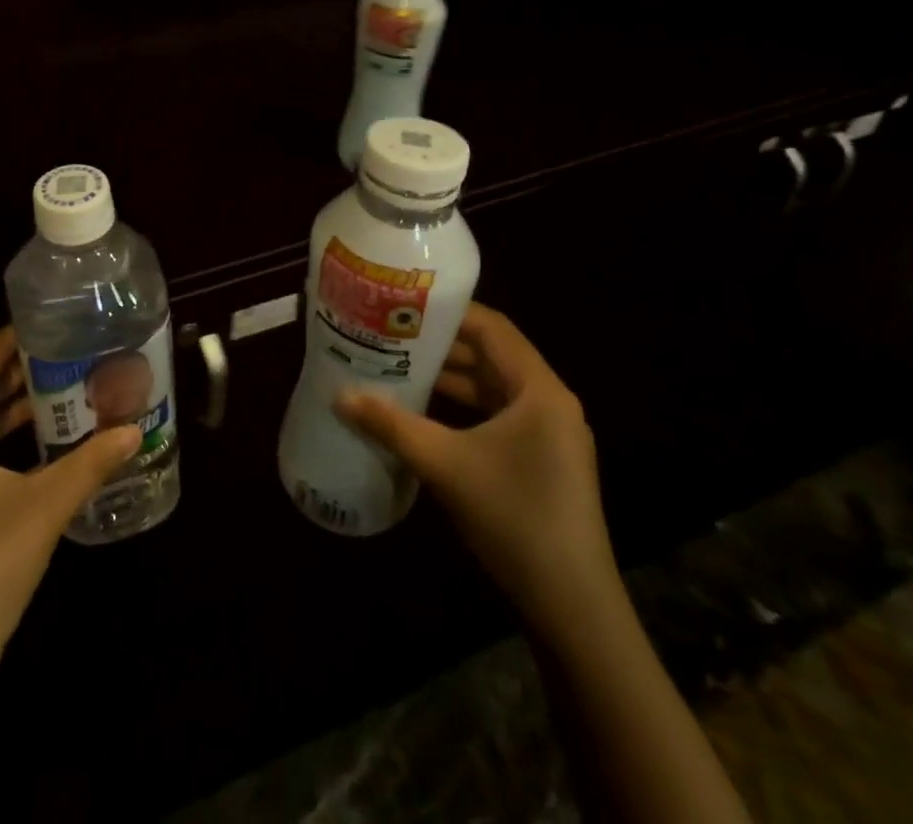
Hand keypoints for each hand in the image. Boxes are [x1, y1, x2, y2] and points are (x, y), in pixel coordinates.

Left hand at [0, 327, 141, 685]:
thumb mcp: (46, 504)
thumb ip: (91, 463)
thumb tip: (133, 429)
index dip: (4, 346)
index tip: (36, 323)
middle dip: (14, 380)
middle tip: (57, 355)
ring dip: (10, 417)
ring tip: (55, 395)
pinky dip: (3, 450)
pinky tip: (38, 455)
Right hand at [335, 303, 619, 641]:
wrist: (572, 607)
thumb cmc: (513, 518)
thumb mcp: (445, 465)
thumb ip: (391, 425)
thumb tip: (339, 396)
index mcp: (539, 389)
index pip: (491, 327)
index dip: (447, 312)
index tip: (402, 304)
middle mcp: (549, 402)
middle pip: (491, 354)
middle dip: (440, 344)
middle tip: (389, 331)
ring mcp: (548, 433)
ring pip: (492, 387)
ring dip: (449, 376)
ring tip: (397, 364)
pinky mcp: (542, 459)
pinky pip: (496, 415)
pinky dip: (462, 407)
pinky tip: (424, 410)